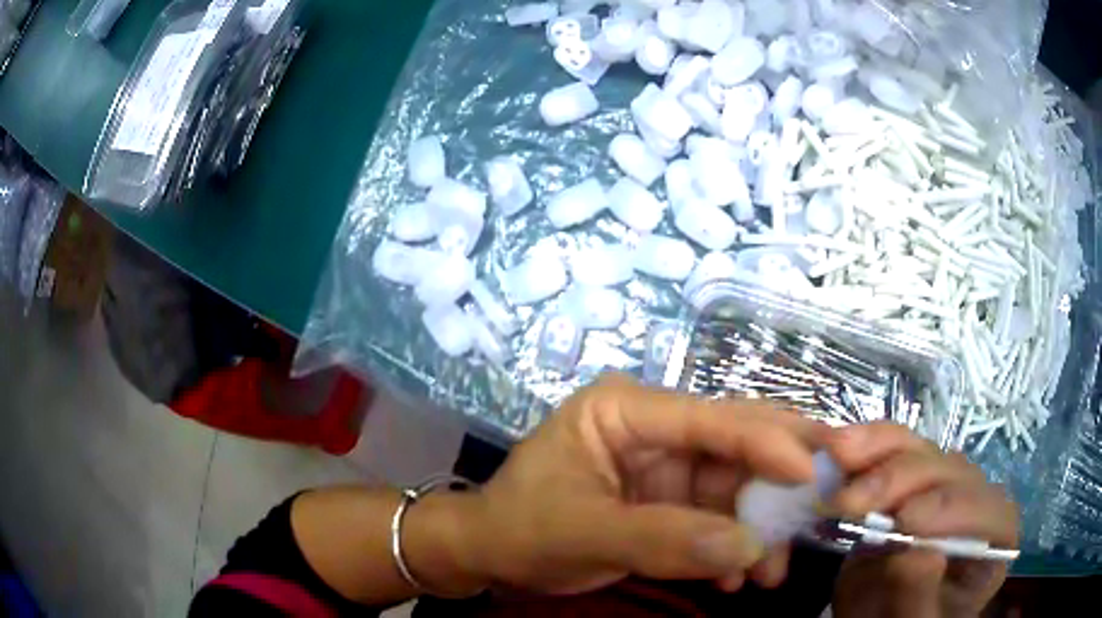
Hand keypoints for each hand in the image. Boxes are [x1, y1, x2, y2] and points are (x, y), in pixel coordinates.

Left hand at [454, 374, 828, 594]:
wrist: (490, 555)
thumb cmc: (521, 529)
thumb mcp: (583, 533)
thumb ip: (663, 539)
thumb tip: (749, 547)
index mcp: (625, 409)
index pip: (709, 417)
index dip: (766, 442)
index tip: (814, 472)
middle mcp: (655, 428)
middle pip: (735, 444)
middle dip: (779, 482)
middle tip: (824, 506)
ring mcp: (667, 466)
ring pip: (736, 486)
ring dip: (761, 528)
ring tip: (773, 570)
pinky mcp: (671, 501)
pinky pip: (719, 516)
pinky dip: (734, 545)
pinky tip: (739, 577)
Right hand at [826, 423, 1017, 617]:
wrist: (879, 615)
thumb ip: (920, 596)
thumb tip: (921, 554)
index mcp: (993, 536)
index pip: (986, 511)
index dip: (949, 510)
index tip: (903, 524)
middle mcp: (975, 498)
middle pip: (950, 472)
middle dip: (900, 481)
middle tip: (848, 504)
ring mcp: (943, 480)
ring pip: (922, 449)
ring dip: (877, 452)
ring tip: (837, 459)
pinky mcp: (910, 473)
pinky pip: (894, 445)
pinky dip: (864, 444)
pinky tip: (839, 447)